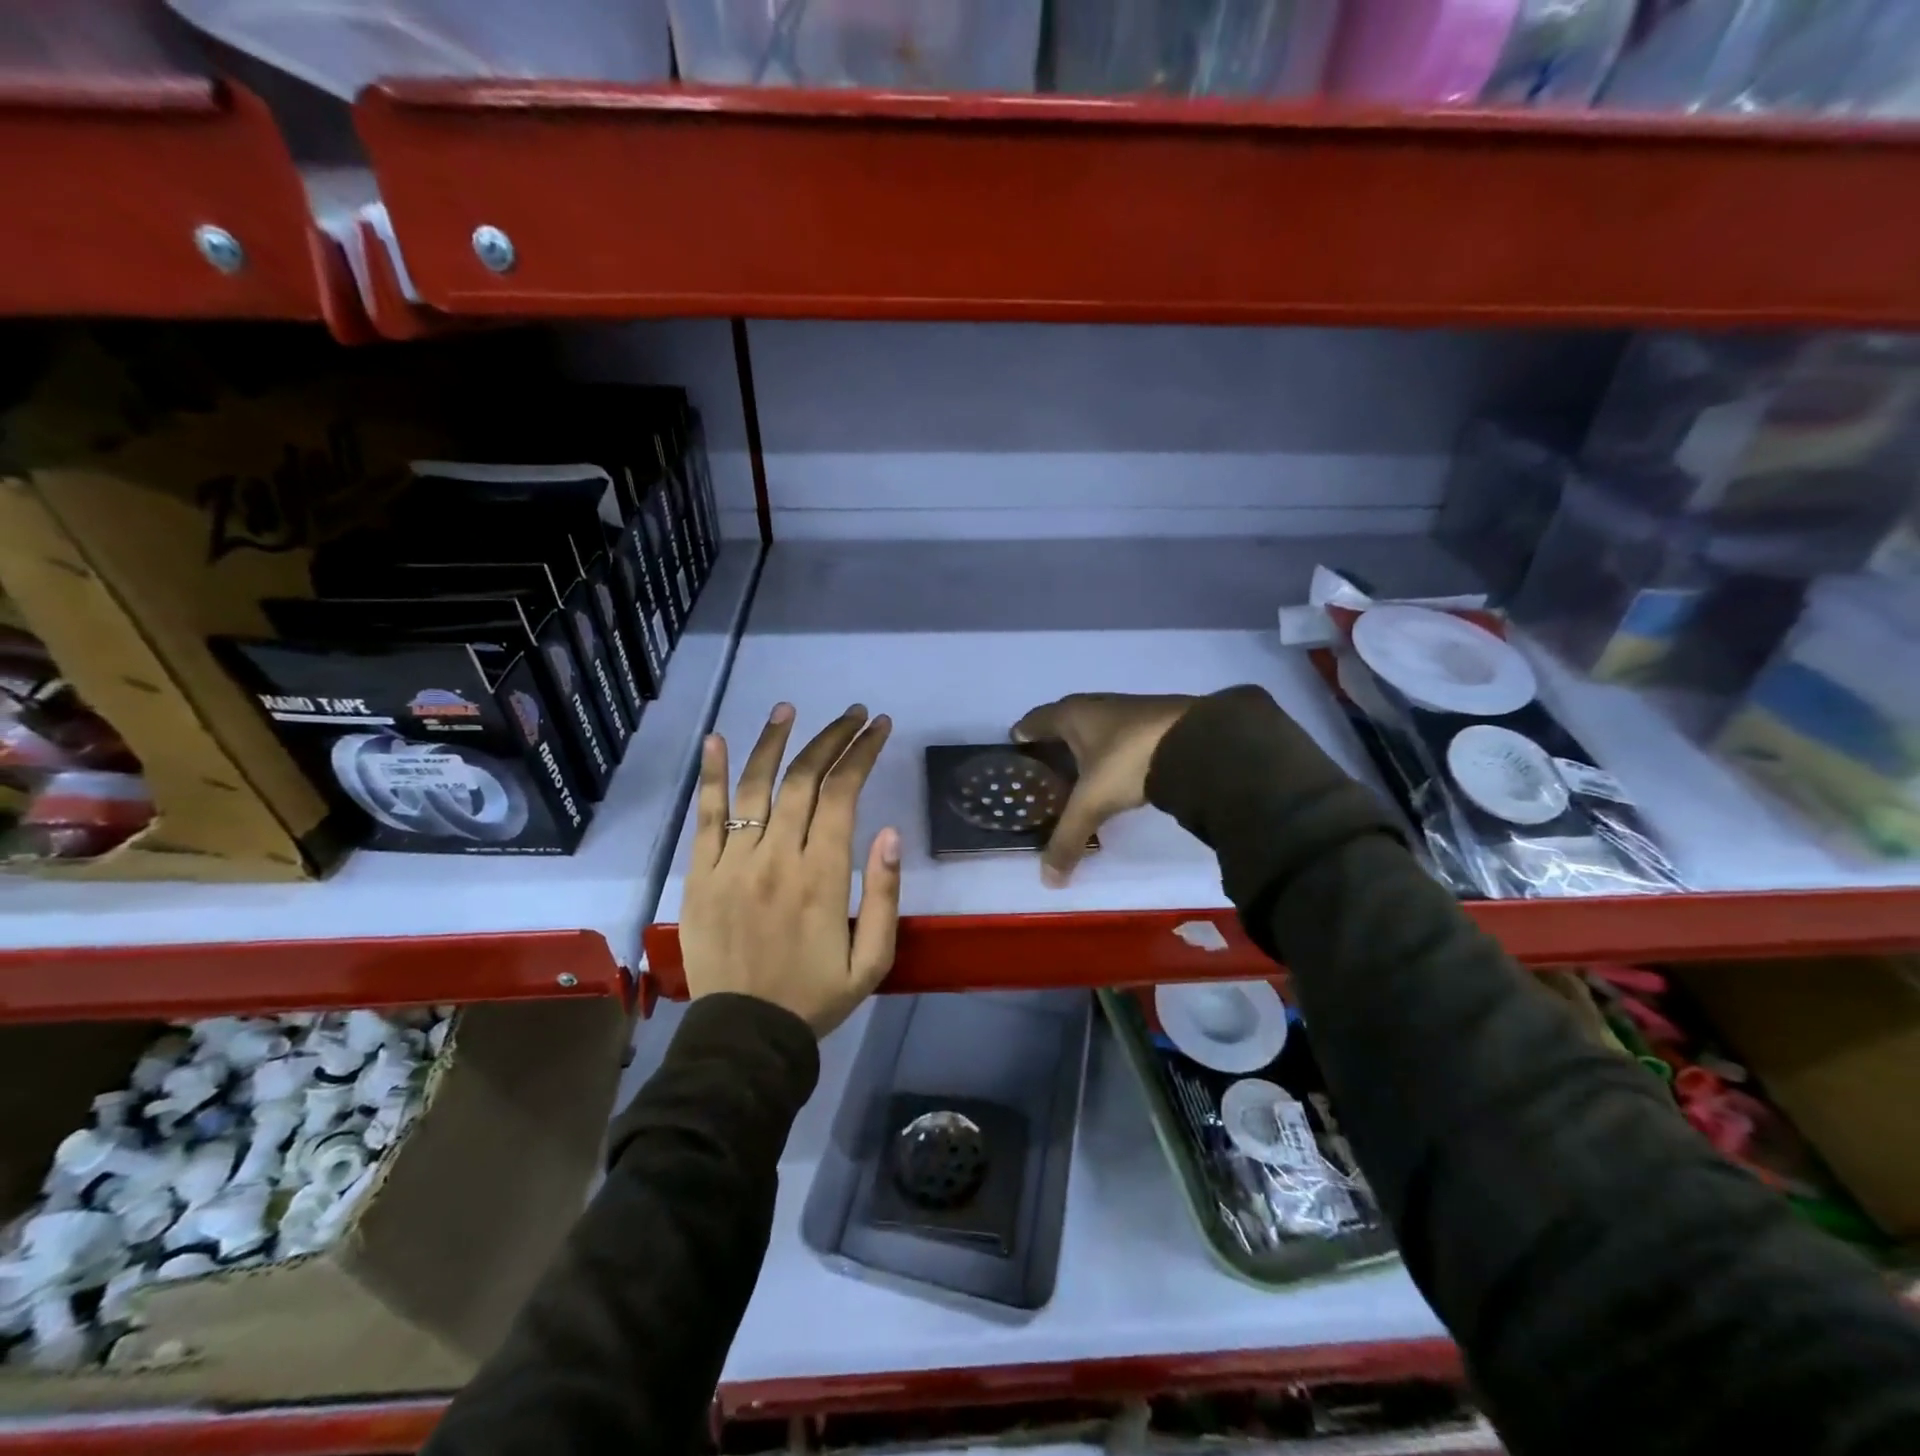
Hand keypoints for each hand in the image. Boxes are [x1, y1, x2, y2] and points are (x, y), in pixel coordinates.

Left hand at [680, 702, 900, 1035]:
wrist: (745, 1036)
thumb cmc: (816, 996)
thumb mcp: (873, 959)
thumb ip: (883, 894)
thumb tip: (888, 831)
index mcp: (822, 876)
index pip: (843, 795)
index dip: (862, 754)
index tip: (879, 727)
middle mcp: (777, 857)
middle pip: (803, 780)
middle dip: (831, 739)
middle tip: (852, 714)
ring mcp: (733, 862)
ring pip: (756, 787)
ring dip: (774, 742)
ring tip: (789, 709)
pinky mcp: (701, 873)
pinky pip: (706, 817)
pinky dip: (712, 776)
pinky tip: (717, 740)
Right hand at [1011, 693, 1196, 883]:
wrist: (1199, 742)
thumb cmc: (1128, 761)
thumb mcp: (1092, 803)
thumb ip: (1067, 839)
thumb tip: (1049, 880)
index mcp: (1072, 715)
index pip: (1036, 720)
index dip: (1024, 732)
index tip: (1016, 743)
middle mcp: (1098, 705)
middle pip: (1066, 721)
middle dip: (1054, 741)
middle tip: (1045, 765)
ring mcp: (1131, 710)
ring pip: (1097, 727)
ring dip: (1087, 745)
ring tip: (1079, 771)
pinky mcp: (1158, 721)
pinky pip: (1123, 736)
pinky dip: (1113, 751)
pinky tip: (1118, 770)